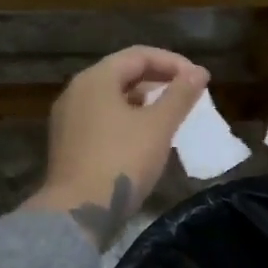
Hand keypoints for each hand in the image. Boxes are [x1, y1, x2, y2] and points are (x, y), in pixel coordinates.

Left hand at [22, 46, 209, 247]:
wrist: (78, 212)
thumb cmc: (121, 161)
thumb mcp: (158, 127)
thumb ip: (180, 95)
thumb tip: (199, 73)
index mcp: (96, 79)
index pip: (139, 55)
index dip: (173, 63)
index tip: (199, 79)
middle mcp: (77, 91)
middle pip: (123, 73)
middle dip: (159, 80)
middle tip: (188, 95)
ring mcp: (69, 118)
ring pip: (113, 97)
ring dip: (144, 101)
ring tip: (171, 115)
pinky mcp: (69, 142)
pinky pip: (103, 117)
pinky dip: (128, 118)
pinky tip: (146, 136)